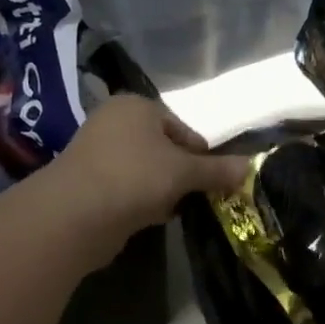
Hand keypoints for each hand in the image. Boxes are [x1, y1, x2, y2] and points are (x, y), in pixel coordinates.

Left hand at [47, 95, 250, 248]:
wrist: (74, 215)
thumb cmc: (135, 177)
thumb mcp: (185, 171)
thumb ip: (217, 170)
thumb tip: (250, 167)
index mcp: (136, 106)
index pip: (183, 128)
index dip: (200, 154)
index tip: (211, 179)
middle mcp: (113, 122)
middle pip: (163, 148)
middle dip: (181, 173)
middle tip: (194, 195)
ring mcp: (96, 153)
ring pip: (145, 171)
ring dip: (162, 189)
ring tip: (172, 208)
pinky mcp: (87, 184)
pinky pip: (126, 188)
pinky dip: (140, 201)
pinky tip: (148, 217)